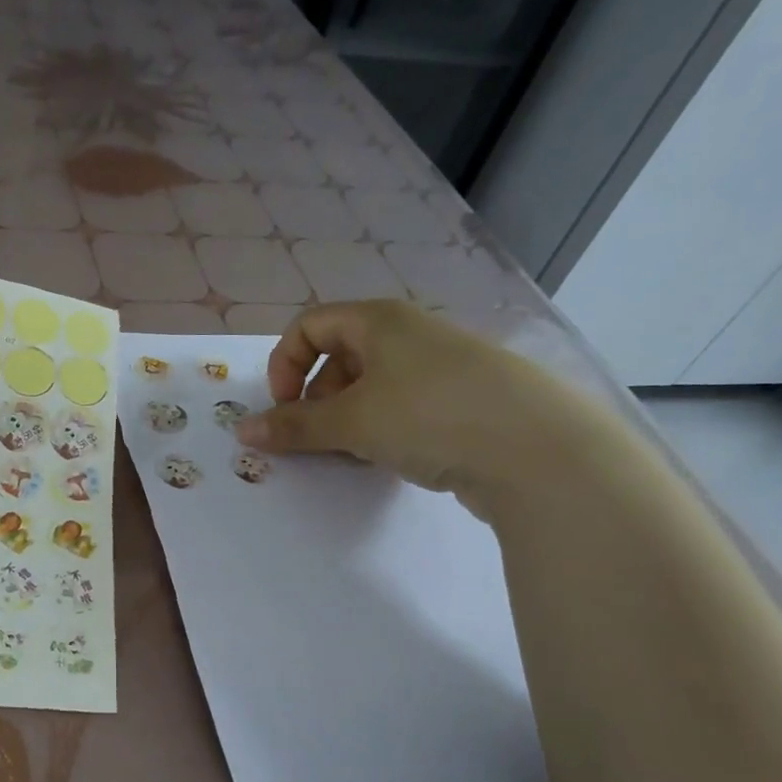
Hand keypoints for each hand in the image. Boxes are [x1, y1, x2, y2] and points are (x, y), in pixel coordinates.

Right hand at [234, 300, 618, 514]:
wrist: (538, 450)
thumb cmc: (429, 415)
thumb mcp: (350, 422)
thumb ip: (293, 427)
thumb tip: (242, 431)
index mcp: (379, 321)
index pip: (310, 326)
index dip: (284, 364)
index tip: (283, 407)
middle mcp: (409, 335)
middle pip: (339, 358)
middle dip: (315, 399)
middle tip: (315, 439)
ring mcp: (441, 368)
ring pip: (372, 387)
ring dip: (347, 420)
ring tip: (352, 455)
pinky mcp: (465, 402)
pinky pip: (405, 409)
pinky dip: (384, 431)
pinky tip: (390, 460)